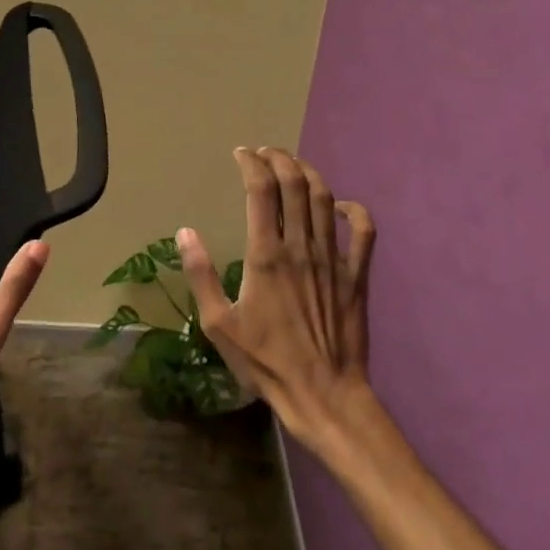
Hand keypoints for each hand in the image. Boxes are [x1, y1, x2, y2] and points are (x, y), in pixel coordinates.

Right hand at [180, 146, 377, 449]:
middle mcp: (301, 247)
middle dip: (279, 158)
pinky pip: (364, 232)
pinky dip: (355, 211)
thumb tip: (185, 232)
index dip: (250, 163)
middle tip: (264, 154)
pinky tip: (341, 206)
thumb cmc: (266, 362)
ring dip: (309, 174)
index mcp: (266, 255)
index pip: (260, 189)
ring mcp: (333, 259)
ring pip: (326, 198)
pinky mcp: (357, 276)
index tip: (240, 154)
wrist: (324, 396)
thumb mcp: (219, 324)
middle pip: (295, 183)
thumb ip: (200, 274)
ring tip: (293, 166)